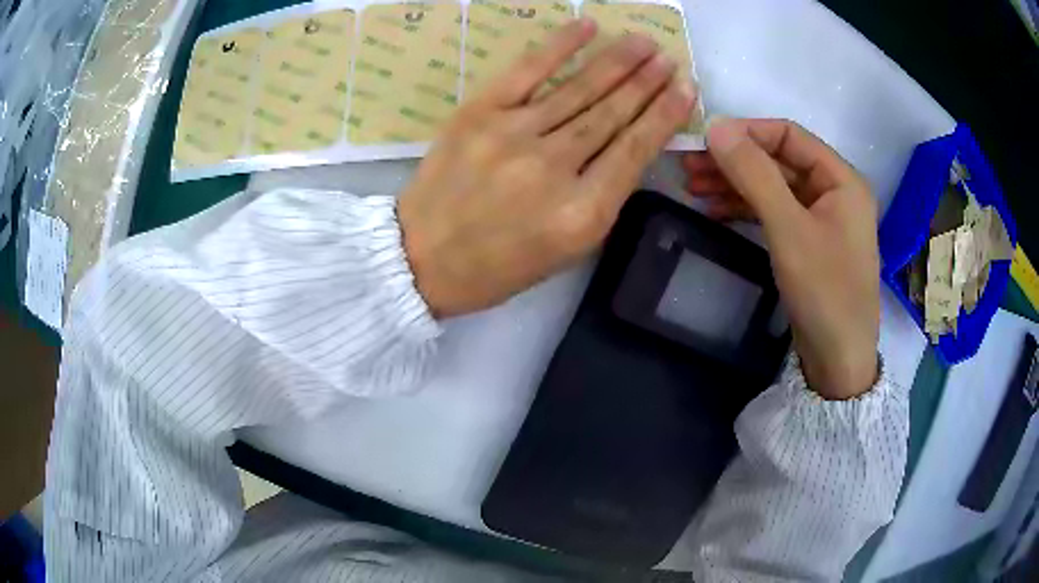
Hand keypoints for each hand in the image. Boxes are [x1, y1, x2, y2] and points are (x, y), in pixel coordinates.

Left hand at [399, 19, 696, 317]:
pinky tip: (588, 28)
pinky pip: (527, 70)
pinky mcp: (479, 113)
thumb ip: (602, 199)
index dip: (665, 114)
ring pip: (579, 89)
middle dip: (647, 82)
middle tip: (669, 59)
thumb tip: (627, 146)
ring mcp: (513, 134)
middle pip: (612, 113)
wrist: (421, 258)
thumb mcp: (566, 251)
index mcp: (581, 213)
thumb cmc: (497, 266)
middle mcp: (553, 168)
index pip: (636, 149)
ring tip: (643, 43)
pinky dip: (560, 45)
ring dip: (617, 61)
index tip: (686, 89)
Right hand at [683, 118, 879, 399]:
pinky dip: (746, 209)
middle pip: (778, 161)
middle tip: (689, 165)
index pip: (789, 136)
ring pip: (773, 187)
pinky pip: (775, 213)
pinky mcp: (809, 242)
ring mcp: (821, 218)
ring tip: (691, 187)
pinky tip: (715, 210)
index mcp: (841, 179)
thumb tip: (716, 127)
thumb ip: (754, 174)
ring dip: (735, 184)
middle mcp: (834, 191)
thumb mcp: (788, 228)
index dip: (747, 132)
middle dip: (735, 161)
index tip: (705, 139)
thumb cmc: (824, 290)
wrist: (838, 361)